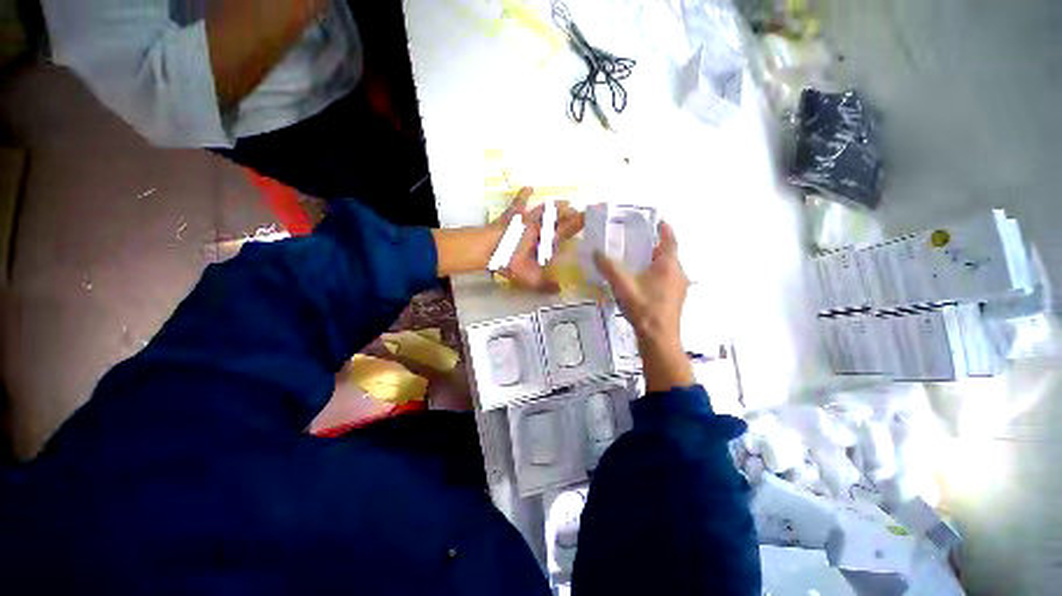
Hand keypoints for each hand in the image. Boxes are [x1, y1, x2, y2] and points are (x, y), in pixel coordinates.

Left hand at [498, 187, 584, 292]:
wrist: (489, 249)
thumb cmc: (511, 262)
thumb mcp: (530, 278)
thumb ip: (545, 285)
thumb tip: (560, 291)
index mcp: (546, 239)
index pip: (567, 229)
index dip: (579, 223)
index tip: (589, 216)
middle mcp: (539, 226)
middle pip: (558, 216)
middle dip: (569, 213)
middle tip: (577, 212)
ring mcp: (526, 218)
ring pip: (544, 208)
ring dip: (554, 205)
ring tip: (564, 202)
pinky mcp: (512, 215)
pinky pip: (519, 202)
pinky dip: (524, 194)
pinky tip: (529, 187)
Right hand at [593, 222, 693, 391]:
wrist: (659, 338)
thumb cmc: (643, 308)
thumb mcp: (623, 285)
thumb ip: (609, 267)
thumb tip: (596, 251)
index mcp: (669, 265)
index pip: (669, 238)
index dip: (663, 228)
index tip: (654, 221)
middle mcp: (678, 273)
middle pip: (668, 253)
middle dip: (654, 246)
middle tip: (636, 242)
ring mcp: (679, 287)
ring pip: (667, 267)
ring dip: (654, 262)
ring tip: (635, 261)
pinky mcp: (675, 299)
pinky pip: (666, 279)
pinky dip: (655, 275)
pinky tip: (640, 282)